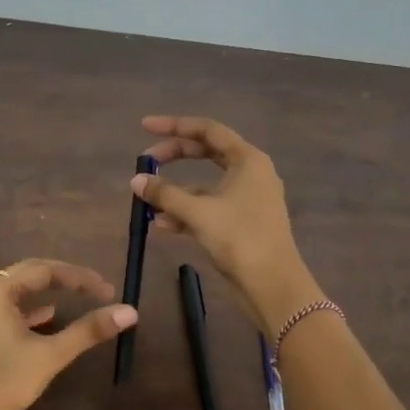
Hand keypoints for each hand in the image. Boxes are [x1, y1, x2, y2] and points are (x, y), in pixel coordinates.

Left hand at [0, 258, 137, 409]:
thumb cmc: (3, 382)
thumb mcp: (50, 355)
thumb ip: (88, 330)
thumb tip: (129, 312)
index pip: (44, 269)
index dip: (79, 277)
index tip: (107, 289)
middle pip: (29, 275)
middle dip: (64, 279)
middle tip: (95, 288)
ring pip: (17, 293)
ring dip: (47, 293)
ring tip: (76, 297)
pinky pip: (7, 310)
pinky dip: (30, 311)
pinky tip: (48, 318)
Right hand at [134, 116, 317, 331]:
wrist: (272, 284)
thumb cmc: (240, 238)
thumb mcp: (198, 212)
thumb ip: (165, 193)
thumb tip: (137, 180)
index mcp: (248, 159)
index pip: (208, 130)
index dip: (174, 125)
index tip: (145, 127)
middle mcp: (251, 173)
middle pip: (207, 153)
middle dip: (174, 156)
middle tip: (145, 161)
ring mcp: (248, 199)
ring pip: (206, 184)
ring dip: (177, 191)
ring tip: (147, 200)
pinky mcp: (242, 223)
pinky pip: (210, 207)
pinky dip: (187, 212)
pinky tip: (161, 224)